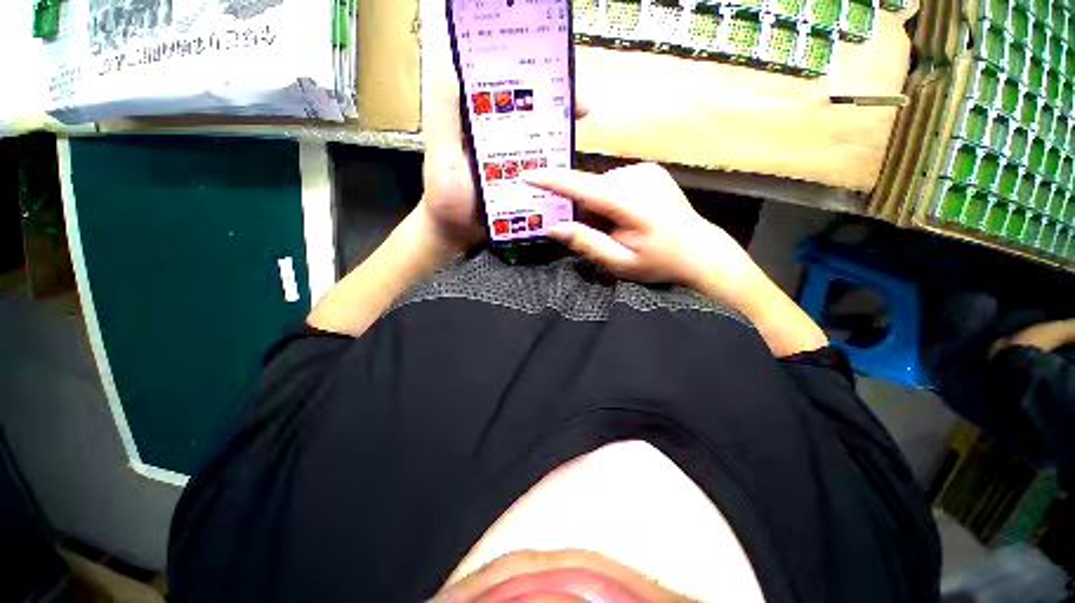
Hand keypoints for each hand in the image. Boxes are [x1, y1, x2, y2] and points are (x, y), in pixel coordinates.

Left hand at [420, 7, 586, 253]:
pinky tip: (572, 167)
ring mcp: (516, 162)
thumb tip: (451, 61)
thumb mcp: (441, 155)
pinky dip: (559, 167)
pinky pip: (545, 171)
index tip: (556, 71)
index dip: (531, 74)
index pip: (508, 87)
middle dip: (558, 105)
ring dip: (563, 136)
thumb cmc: (445, 196)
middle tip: (583, 107)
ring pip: (542, 141)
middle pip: (533, 113)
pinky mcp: (524, 184)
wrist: (456, 234)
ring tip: (583, 134)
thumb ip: (444, 115)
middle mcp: (501, 136)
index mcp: (480, 121)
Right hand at [524, 163, 827, 355]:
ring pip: (601, 187)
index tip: (527, 175)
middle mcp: (638, 178)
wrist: (698, 251)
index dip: (553, 181)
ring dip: (598, 207)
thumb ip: (586, 243)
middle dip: (584, 211)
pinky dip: (610, 200)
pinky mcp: (649, 171)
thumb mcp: (619, 263)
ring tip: (616, 229)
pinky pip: (614, 184)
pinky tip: (627, 217)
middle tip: (597, 235)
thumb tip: (553, 227)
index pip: (583, 187)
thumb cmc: (658, 262)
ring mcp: (645, 171)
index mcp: (632, 203)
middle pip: (591, 189)